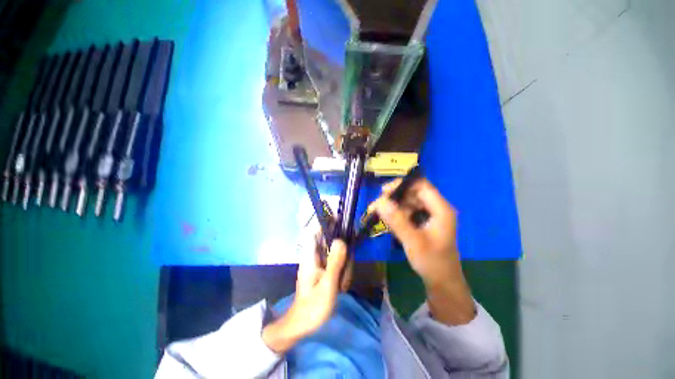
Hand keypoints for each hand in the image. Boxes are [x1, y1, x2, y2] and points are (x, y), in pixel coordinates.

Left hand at [262, 233, 347, 352]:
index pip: (315, 230)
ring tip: (343, 285)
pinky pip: (337, 261)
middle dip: (343, 252)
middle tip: (346, 273)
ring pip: (337, 251)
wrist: (303, 324)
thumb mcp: (327, 285)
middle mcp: (314, 254)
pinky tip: (343, 285)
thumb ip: (335, 262)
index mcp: (310, 255)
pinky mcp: (325, 268)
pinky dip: (343, 270)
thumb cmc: (313, 307)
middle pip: (331, 240)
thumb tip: (341, 239)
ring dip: (344, 264)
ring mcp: (320, 261)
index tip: (341, 220)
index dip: (327, 222)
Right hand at [374, 178, 458, 285]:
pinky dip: (397, 213)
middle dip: (395, 197)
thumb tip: (380, 201)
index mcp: (441, 209)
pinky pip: (409, 211)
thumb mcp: (413, 241)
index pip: (421, 185)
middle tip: (378, 205)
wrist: (442, 282)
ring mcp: (431, 215)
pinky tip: (388, 220)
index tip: (384, 192)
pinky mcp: (424, 222)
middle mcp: (437, 208)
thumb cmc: (432, 262)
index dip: (402, 184)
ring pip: (409, 202)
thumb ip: (397, 221)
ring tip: (379, 213)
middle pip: (413, 193)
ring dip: (394, 206)